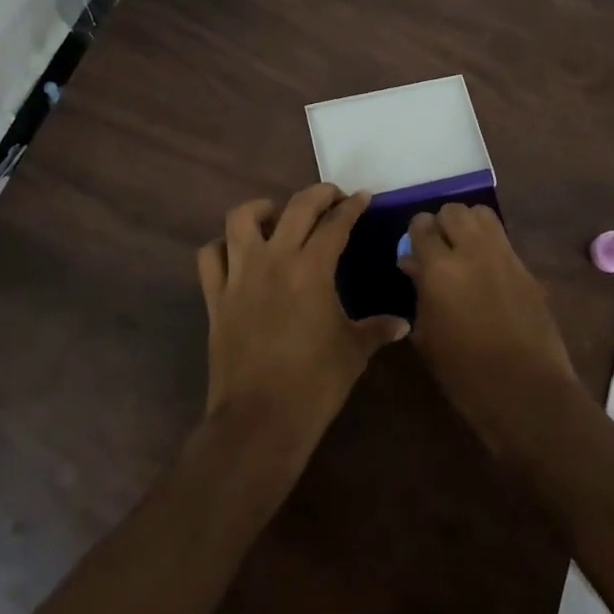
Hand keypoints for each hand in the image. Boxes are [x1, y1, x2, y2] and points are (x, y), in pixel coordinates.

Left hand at [197, 184, 409, 450]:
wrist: (260, 419)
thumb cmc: (315, 383)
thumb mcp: (354, 352)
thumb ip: (377, 329)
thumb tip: (403, 324)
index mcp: (312, 268)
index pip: (335, 224)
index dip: (352, 207)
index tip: (362, 197)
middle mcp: (273, 260)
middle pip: (295, 207)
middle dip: (318, 194)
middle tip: (332, 196)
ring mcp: (239, 275)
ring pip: (241, 219)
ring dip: (262, 209)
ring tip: (277, 215)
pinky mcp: (215, 296)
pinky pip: (210, 256)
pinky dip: (222, 246)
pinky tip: (238, 253)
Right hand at [399, 203, 583, 457]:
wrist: (526, 391)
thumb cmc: (464, 373)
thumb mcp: (427, 335)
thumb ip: (418, 291)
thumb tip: (413, 264)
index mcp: (440, 268)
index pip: (422, 225)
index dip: (415, 232)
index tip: (413, 248)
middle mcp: (472, 251)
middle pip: (454, 210)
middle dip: (441, 223)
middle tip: (438, 247)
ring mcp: (504, 256)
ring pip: (482, 214)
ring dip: (468, 224)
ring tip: (462, 248)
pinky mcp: (526, 268)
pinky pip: (502, 239)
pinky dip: (489, 242)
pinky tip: (485, 269)